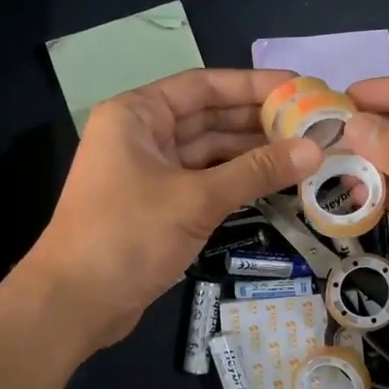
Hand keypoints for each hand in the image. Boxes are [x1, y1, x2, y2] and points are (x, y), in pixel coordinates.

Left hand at [23, 69, 321, 349]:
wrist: (74, 303)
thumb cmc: (128, 235)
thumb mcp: (196, 198)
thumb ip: (256, 170)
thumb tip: (314, 149)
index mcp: (137, 115)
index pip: (204, 86)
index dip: (253, 85)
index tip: (299, 87)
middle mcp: (142, 135)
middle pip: (209, 117)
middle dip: (258, 121)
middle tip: (312, 124)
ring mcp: (149, 172)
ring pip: (209, 152)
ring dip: (251, 153)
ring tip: (304, 152)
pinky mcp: (157, 205)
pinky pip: (204, 181)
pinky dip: (236, 181)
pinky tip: (274, 181)